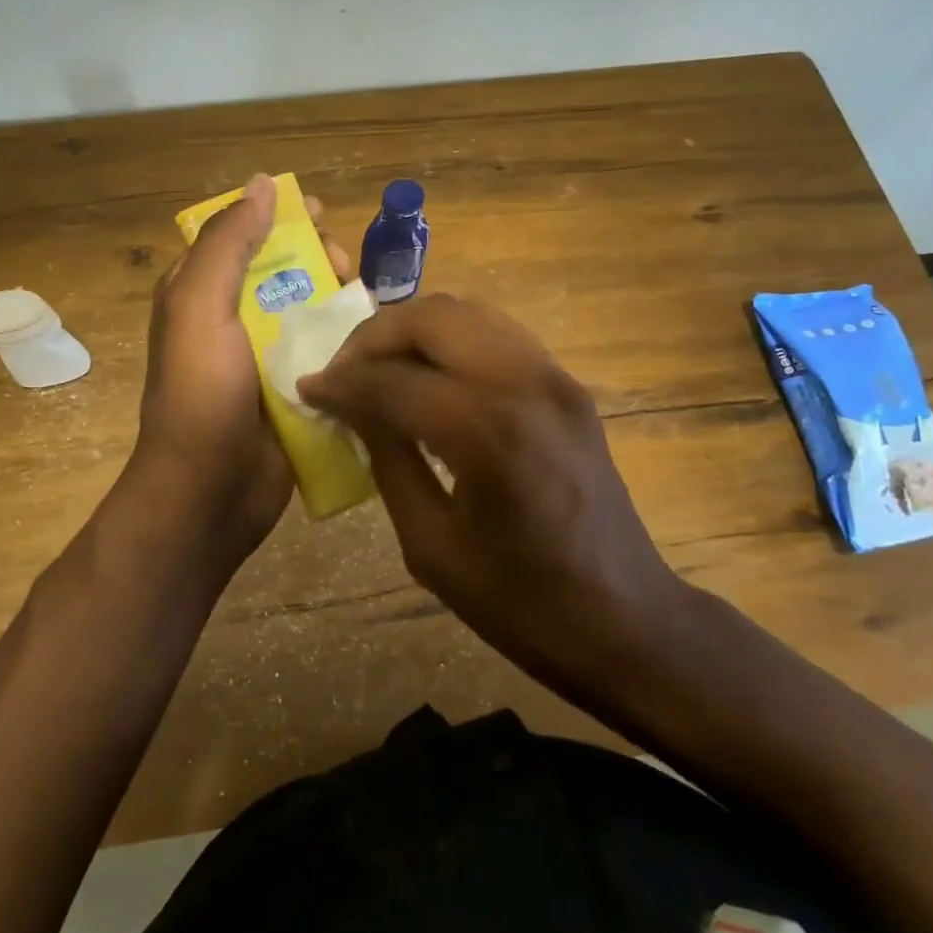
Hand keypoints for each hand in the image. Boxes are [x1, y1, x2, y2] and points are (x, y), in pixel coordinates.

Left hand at [128, 174, 351, 574]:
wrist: (210, 492)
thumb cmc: (201, 394)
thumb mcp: (200, 308)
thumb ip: (229, 244)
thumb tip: (262, 183)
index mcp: (203, 293)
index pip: (244, 236)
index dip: (282, 219)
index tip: (322, 217)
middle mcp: (235, 319)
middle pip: (287, 270)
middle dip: (321, 258)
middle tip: (345, 268)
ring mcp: (268, 357)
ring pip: (313, 309)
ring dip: (342, 298)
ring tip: (366, 303)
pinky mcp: (297, 389)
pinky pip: (328, 352)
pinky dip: (350, 340)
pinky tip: (375, 338)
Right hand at [297, 294, 688, 697]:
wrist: (625, 619)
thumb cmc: (521, 603)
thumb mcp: (431, 544)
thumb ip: (387, 459)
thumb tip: (351, 407)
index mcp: (488, 432)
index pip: (393, 380)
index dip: (341, 382)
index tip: (307, 389)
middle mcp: (525, 383)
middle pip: (433, 318)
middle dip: (374, 336)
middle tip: (342, 371)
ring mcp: (554, 376)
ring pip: (468, 313)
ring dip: (413, 330)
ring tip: (378, 367)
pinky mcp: (567, 384)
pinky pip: (496, 334)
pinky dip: (450, 340)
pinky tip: (427, 376)